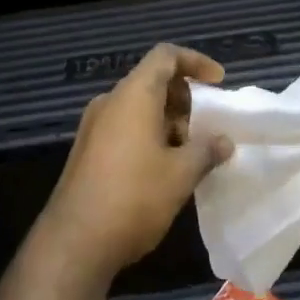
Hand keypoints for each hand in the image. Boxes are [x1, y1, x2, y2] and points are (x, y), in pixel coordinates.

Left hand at [37, 44, 233, 283]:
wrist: (75, 242)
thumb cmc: (134, 197)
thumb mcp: (181, 174)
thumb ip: (207, 150)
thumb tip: (224, 141)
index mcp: (133, 96)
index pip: (165, 56)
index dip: (196, 62)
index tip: (219, 83)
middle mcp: (110, 103)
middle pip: (152, 81)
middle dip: (185, 98)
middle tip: (207, 127)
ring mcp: (94, 128)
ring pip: (139, 108)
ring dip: (169, 122)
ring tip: (191, 153)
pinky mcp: (88, 152)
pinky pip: (125, 129)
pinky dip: (150, 137)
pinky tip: (166, 170)